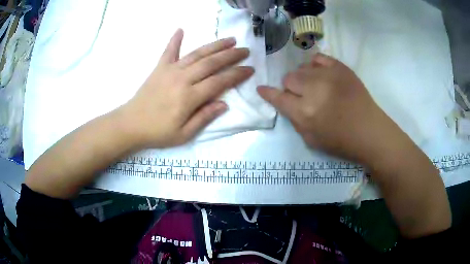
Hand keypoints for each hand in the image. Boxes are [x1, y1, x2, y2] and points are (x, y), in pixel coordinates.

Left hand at [121, 29, 253, 147]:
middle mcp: (182, 79)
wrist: (131, 124)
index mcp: (189, 97)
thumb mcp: (184, 134)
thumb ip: (204, 117)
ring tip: (229, 40)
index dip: (236, 75)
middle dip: (231, 55)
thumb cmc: (158, 132)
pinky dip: (175, 40)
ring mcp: (170, 70)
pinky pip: (169, 51)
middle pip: (211, 63)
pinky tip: (181, 29)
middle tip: (245, 50)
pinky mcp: (159, 68)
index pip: (219, 82)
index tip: (250, 69)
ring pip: (197, 54)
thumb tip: (224, 104)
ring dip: (214, 45)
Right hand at [257, 53, 405, 164]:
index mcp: (304, 113)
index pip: (278, 97)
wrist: (370, 131)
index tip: (261, 88)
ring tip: (315, 86)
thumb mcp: (310, 140)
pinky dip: (315, 66)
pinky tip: (321, 74)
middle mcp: (313, 90)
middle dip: (291, 88)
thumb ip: (294, 120)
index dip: (268, 93)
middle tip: (302, 96)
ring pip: (302, 68)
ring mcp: (328, 75)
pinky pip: (318, 58)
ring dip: (304, 78)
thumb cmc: (341, 141)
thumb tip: (286, 102)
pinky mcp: (340, 68)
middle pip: (289, 78)